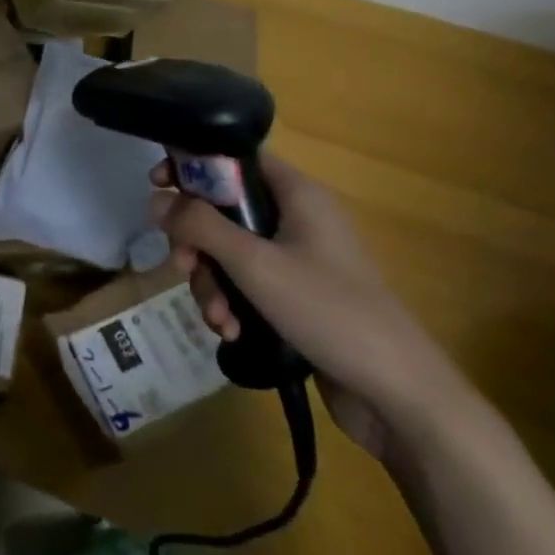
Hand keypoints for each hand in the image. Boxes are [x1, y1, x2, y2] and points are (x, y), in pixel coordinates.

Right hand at [150, 153, 475, 463]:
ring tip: (216, 317)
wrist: (398, 395)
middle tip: (181, 266)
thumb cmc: (329, 311)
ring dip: (211, 282)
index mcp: (298, 196)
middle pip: (224, 210)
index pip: (236, 159)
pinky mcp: (296, 297)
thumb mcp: (254, 264)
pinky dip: (231, 303)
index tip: (157, 185)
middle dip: (195, 242)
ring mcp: (298, 260)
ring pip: (229, 252)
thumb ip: (200, 225)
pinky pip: (246, 284)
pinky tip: (230, 332)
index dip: (194, 165)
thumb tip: (156, 199)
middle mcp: (298, 220)